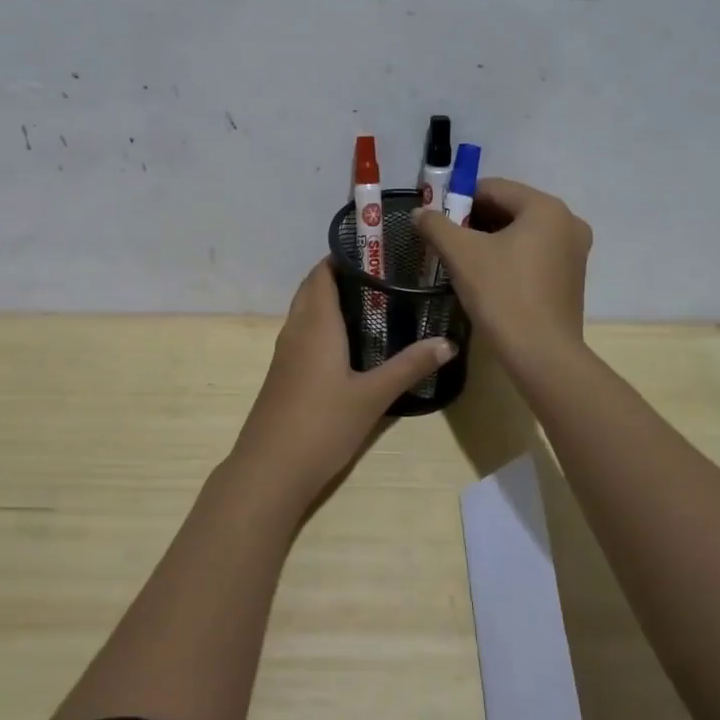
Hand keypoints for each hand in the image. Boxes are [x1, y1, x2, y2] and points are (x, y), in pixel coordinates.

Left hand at [229, 260, 456, 518]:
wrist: (270, 469)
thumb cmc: (322, 424)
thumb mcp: (373, 396)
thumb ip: (409, 366)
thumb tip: (448, 342)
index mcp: (316, 322)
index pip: (322, 272)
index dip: (344, 256)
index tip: (377, 251)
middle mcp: (296, 328)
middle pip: (313, 287)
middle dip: (341, 275)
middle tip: (382, 275)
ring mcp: (285, 351)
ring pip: (307, 311)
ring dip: (331, 300)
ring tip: (373, 301)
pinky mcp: (284, 372)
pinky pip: (304, 332)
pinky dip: (324, 324)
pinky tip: (350, 342)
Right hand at [413, 178, 591, 366]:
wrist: (541, 355)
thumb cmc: (502, 294)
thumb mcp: (461, 254)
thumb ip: (436, 225)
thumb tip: (419, 213)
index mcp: (545, 208)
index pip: (493, 188)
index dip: (459, 199)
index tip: (437, 220)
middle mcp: (567, 222)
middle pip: (509, 208)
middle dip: (474, 220)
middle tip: (446, 240)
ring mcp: (574, 252)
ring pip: (521, 233)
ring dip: (490, 240)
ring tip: (462, 260)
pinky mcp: (571, 278)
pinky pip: (533, 253)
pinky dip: (509, 257)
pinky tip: (487, 277)